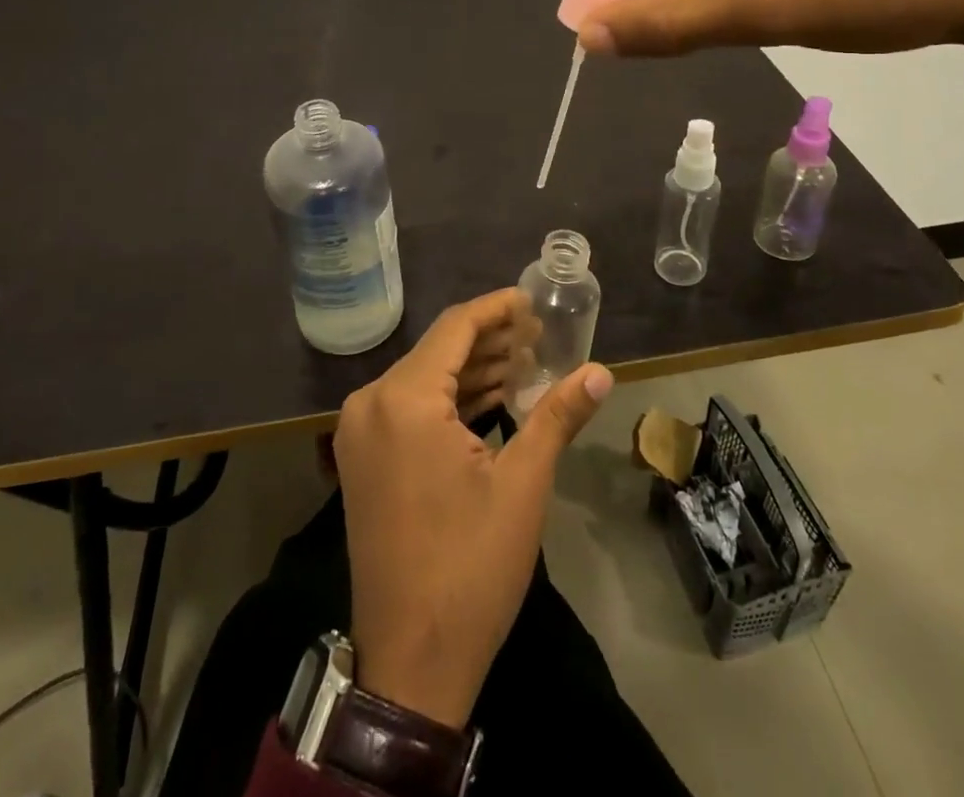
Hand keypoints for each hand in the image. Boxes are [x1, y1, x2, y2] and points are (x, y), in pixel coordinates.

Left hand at [335, 289, 611, 728]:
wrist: (409, 662)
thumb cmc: (469, 567)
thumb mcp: (522, 486)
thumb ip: (558, 416)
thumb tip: (601, 371)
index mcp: (404, 400)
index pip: (455, 329)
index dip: (496, 309)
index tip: (532, 301)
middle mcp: (371, 403)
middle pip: (437, 351)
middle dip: (489, 340)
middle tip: (539, 336)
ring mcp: (361, 433)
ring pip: (423, 379)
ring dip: (471, 370)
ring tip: (525, 362)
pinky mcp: (363, 459)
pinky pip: (409, 408)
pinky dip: (449, 400)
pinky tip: (491, 398)